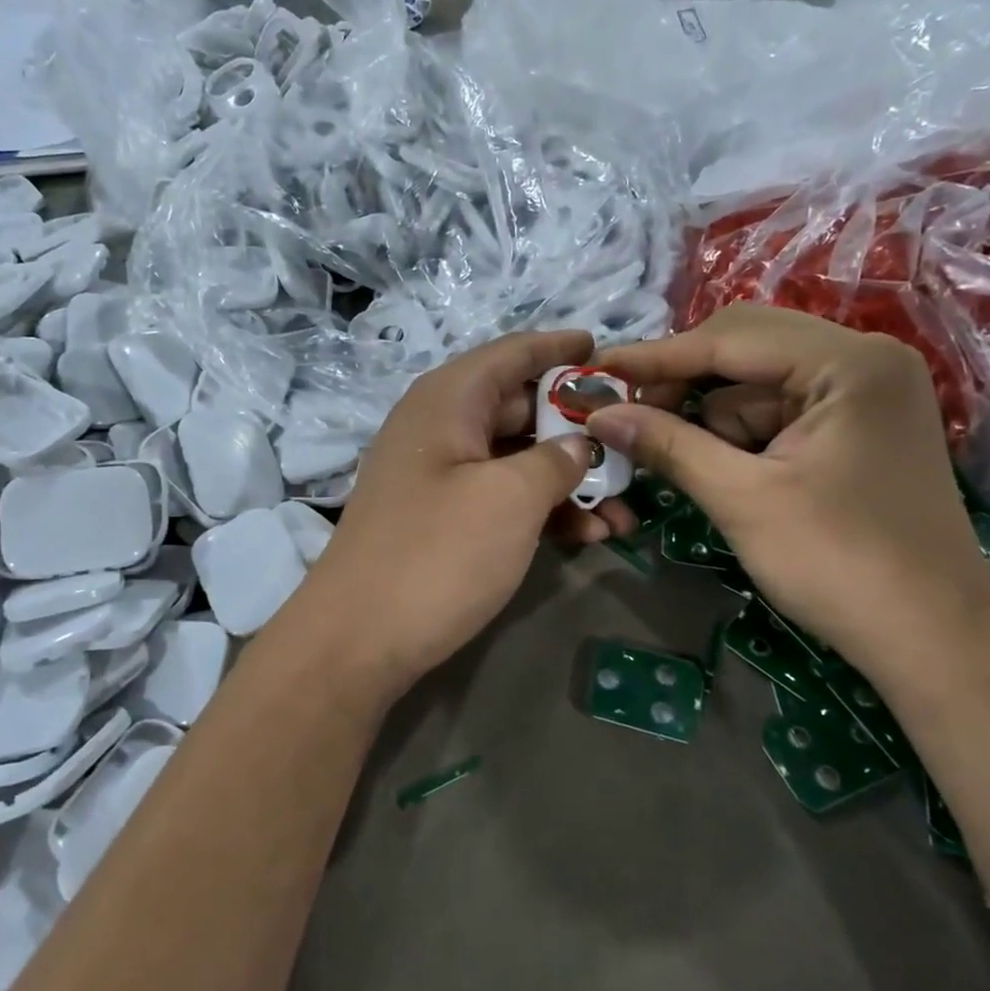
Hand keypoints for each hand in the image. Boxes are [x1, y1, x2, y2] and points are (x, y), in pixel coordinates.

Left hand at [291, 331, 600, 698]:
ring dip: (569, 480)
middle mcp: (439, 428)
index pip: (512, 354)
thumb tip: (577, 445)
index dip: (560, 349)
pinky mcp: (440, 521)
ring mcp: (437, 477)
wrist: (356, 641)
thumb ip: (555, 460)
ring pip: (515, 460)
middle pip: (519, 407)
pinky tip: (588, 536)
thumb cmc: (437, 554)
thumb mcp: (510, 499)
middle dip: (579, 427)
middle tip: (633, 442)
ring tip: (625, 510)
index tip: (607, 351)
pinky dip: (541, 510)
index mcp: (448, 401)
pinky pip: (499, 498)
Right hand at [588, 305, 989, 679]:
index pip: (730, 338)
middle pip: (746, 348)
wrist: (933, 642)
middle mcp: (863, 359)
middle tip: (623, 410)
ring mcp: (864, 393)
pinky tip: (715, 467)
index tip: (594, 370)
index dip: (654, 357)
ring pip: (756, 384)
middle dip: (682, 383)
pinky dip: (739, 435)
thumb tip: (598, 412)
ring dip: (708, 416)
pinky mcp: (857, 427)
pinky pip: (778, 412)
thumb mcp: (742, 500)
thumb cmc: (840, 565)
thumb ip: (668, 444)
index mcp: (849, 362)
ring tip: (668, 453)